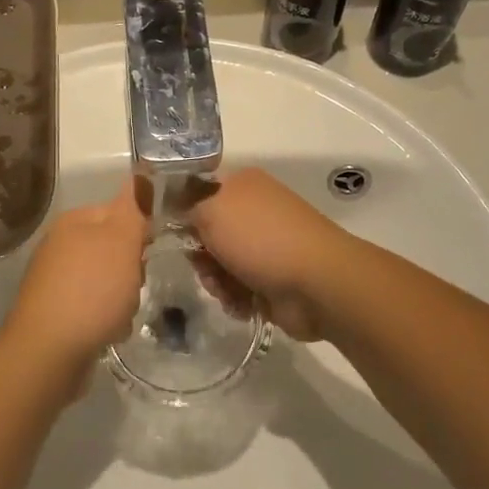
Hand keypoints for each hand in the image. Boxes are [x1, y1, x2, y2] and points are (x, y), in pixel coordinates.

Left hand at [0, 182, 147, 375]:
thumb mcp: (122, 241)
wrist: (48, 352)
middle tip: (135, 284)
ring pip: (108, 280)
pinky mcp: (56, 312)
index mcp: (74, 221)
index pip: (120, 210)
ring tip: (122, 314)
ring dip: (123, 298)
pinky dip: (106, 319)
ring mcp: (55, 280)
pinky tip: (109, 332)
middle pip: (115, 249)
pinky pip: (94, 308)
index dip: (140, 230)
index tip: (150, 250)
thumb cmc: (91, 290)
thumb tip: (140, 176)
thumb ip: (133, 208)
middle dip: (133, 269)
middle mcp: (61, 245)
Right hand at [182, 168, 354, 339]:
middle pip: (206, 234)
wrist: (317, 283)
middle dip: (200, 256)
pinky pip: (237, 289)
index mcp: (242, 184)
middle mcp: (254, 211)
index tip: (171, 234)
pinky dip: (235, 298)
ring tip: (228, 290)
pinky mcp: (271, 279)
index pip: (198, 193)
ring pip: (219, 265)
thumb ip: (186, 207)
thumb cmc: (261, 238)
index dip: (183, 214)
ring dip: (216, 281)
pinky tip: (244, 303)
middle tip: (205, 267)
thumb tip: (179, 213)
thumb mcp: (211, 210)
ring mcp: (265, 246)